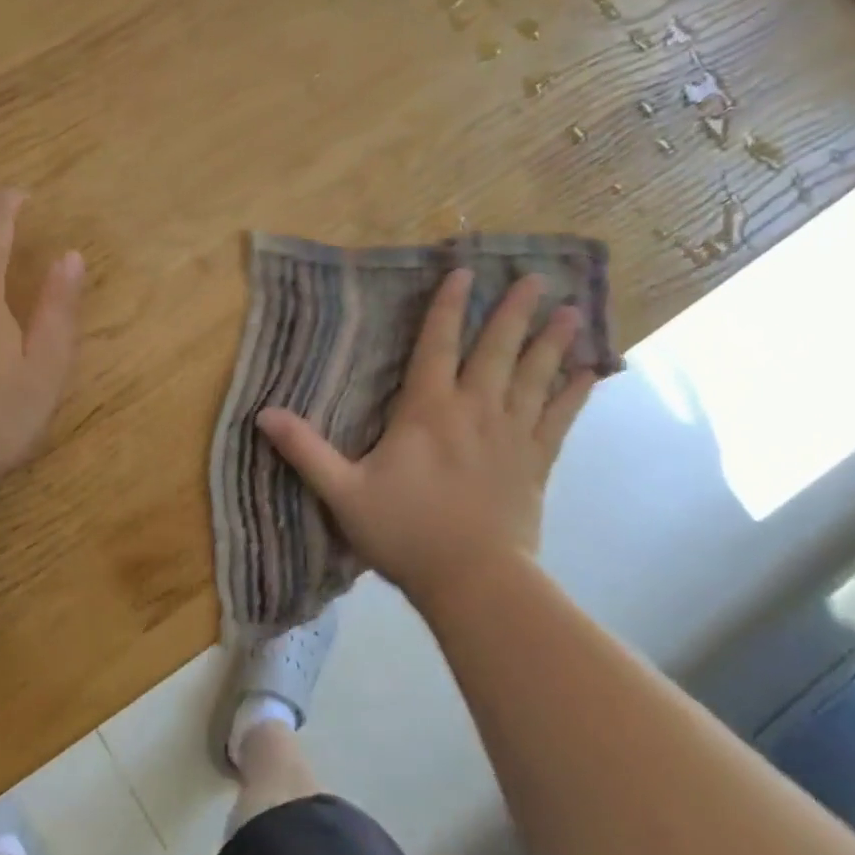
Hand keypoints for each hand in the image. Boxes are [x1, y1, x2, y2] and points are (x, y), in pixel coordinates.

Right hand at [257, 271, 595, 610]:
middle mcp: (474, 410)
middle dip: (513, 312)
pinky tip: (592, 372)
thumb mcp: (343, 493)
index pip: (436, 345)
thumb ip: (305, 450)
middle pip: (496, 351)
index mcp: (427, 411)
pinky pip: (560, 419)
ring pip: (535, 377)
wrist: (474, 582)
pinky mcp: (535, 463)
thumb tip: (262, 413)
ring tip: (571, 310)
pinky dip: (576, 393)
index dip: (447, 307)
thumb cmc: (405, 533)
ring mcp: (511, 435)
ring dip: (551, 342)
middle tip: (536, 278)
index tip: (464, 272)